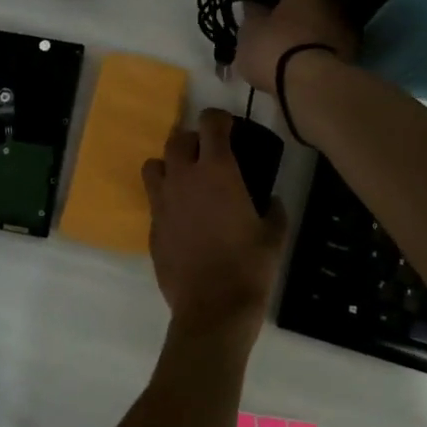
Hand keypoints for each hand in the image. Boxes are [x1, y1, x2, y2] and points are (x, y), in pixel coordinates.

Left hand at [142, 111, 287, 340]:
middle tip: (209, 154)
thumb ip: (274, 210)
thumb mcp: (274, 236)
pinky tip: (183, 217)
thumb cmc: (249, 267)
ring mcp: (162, 202)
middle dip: (193, 140)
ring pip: (154, 165)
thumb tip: (272, 200)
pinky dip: (166, 198)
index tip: (228, 125)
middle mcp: (183, 178)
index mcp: (217, 171)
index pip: (210, 123)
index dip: (219, 118)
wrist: (212, 308)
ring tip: (186, 180)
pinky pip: (154, 199)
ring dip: (169, 165)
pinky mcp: (151, 226)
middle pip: (177, 139)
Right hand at [234, 0, 358, 94]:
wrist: (312, 88)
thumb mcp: (250, 28)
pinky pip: (325, 45)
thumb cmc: (275, 47)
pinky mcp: (352, 55)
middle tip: (267, 26)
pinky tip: (296, 64)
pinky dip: (312, 50)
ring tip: (280, 49)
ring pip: (318, 23)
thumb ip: (251, 10)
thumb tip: (255, 3)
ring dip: (302, 31)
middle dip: (288, 10)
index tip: (256, 3)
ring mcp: (348, 28)